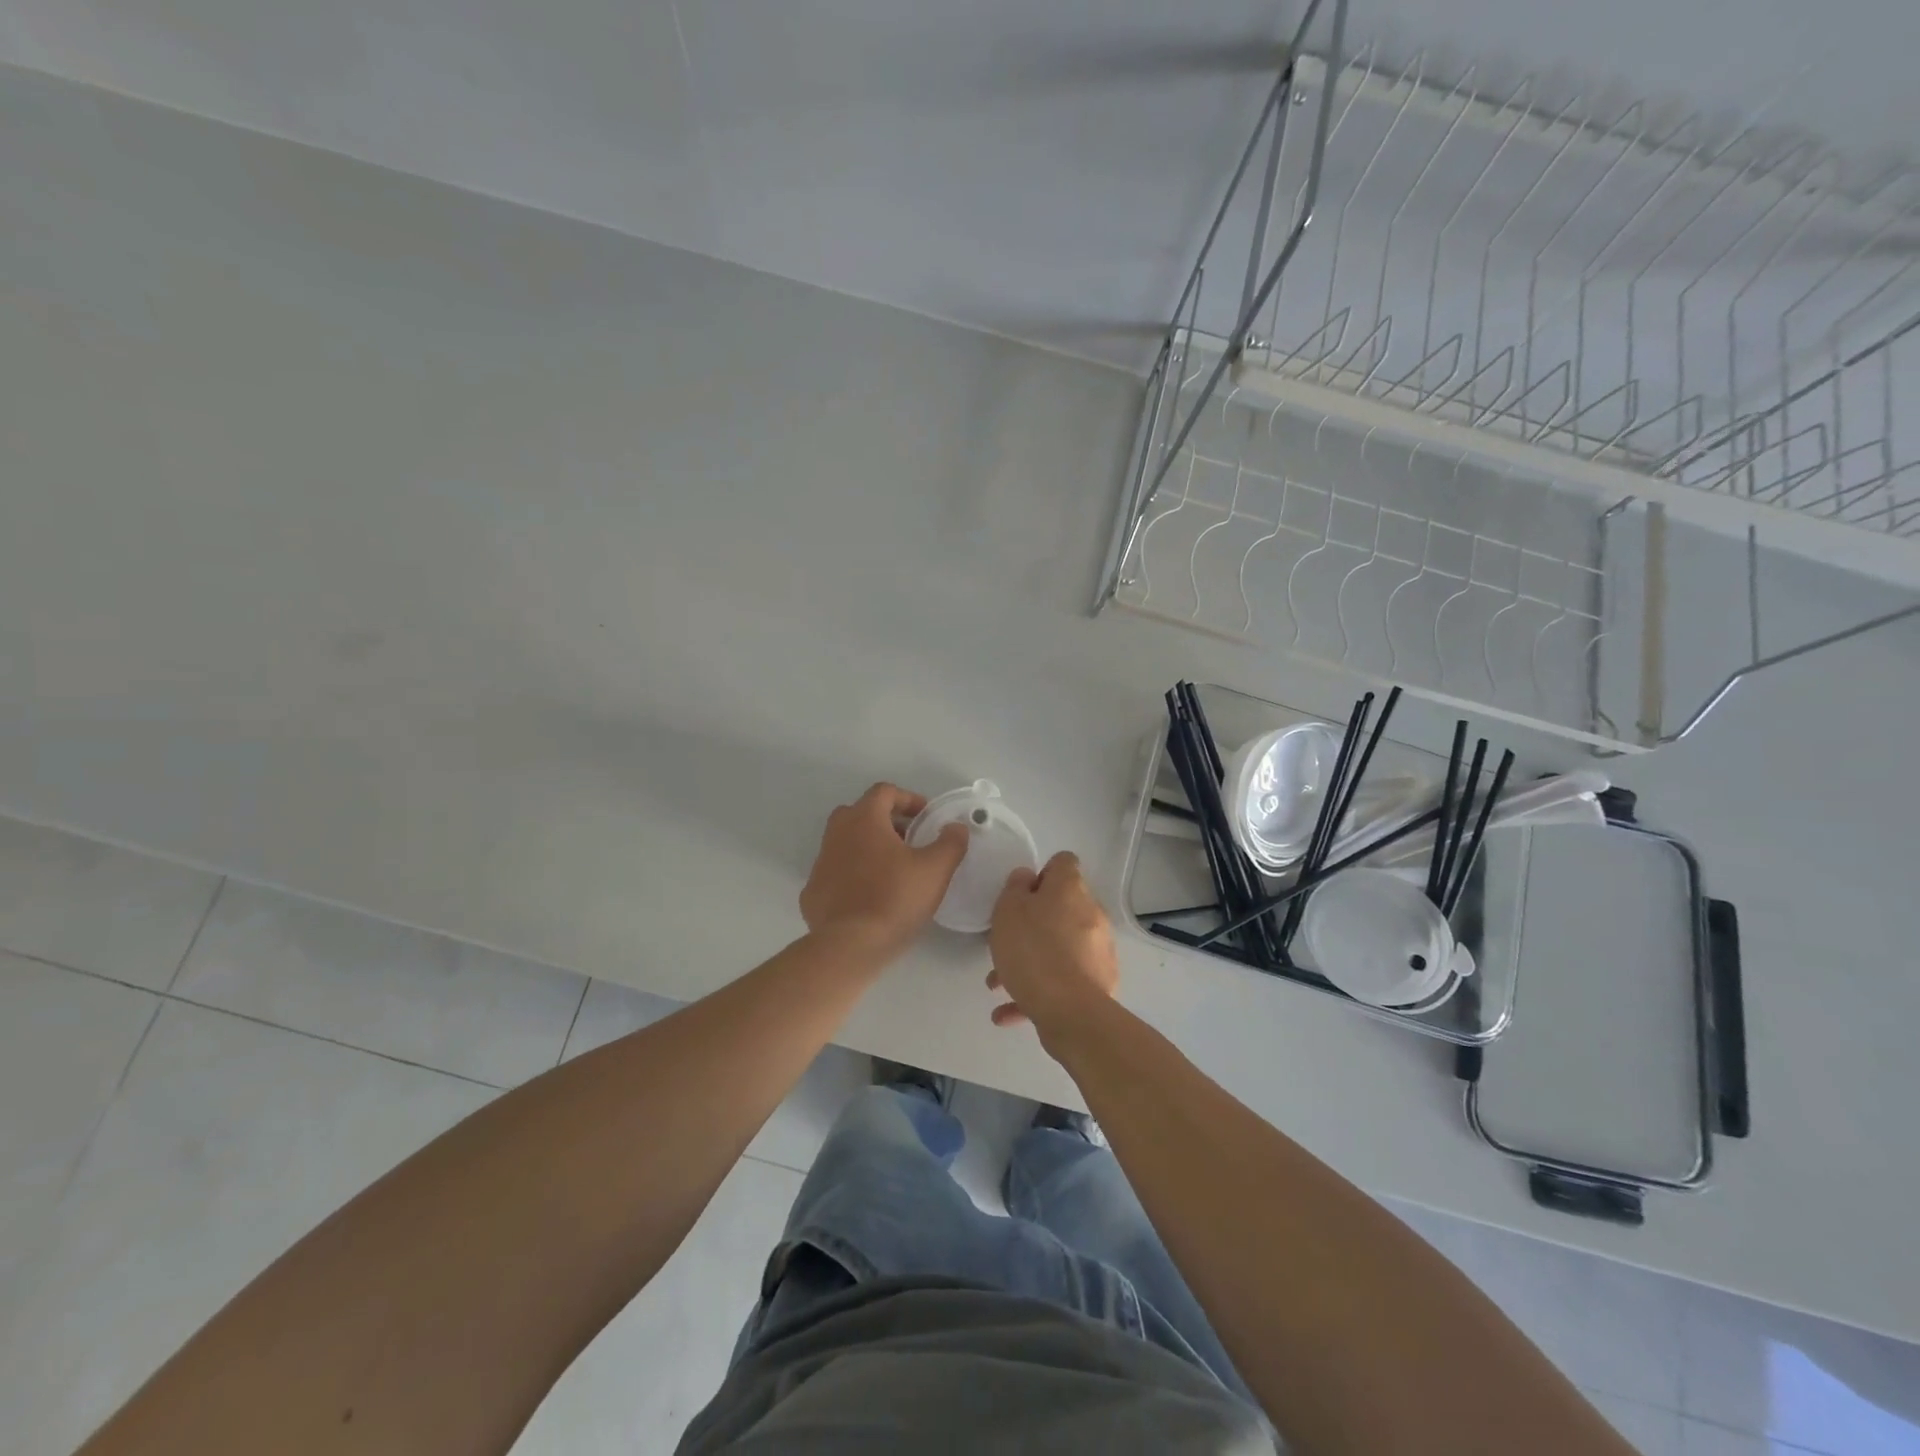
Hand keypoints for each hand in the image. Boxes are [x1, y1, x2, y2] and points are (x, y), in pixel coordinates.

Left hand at [800, 783, 968, 963]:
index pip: (884, 792)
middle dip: (886, 822)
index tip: (926, 818)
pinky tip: (869, 897)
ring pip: (845, 843)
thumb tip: (956, 827)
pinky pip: (835, 873)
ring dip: (868, 848)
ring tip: (892, 871)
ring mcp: (820, 863)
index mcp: (864, 819)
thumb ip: (950, 842)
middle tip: (909, 842)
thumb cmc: (895, 898)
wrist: (850, 946)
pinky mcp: (812, 892)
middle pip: (860, 813)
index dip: (908, 799)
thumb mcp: (936, 869)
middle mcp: (836, 833)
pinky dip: (852, 876)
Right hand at [986, 851, 1118, 1038]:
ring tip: (998, 985)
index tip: (1021, 894)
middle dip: (1032, 925)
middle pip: (1061, 908)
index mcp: (1070, 889)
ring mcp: (1098, 950)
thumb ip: (1015, 887)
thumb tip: (1027, 878)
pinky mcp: (1099, 984)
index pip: (1063, 863)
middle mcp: (1091, 913)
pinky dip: (1038, 991)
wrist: (1070, 1010)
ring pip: (1059, 947)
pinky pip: (1064, 979)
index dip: (1041, 873)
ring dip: (1031, 961)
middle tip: (1005, 942)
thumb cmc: (1033, 949)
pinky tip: (1009, 1013)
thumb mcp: (1008, 909)